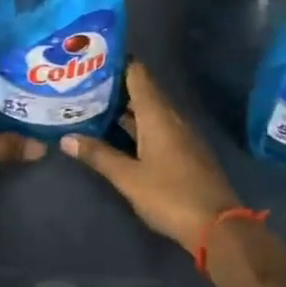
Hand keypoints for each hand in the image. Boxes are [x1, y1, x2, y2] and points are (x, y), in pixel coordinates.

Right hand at [60, 60, 236, 255]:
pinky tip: (117, 135)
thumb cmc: (170, 196)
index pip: (137, 74)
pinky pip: (157, 127)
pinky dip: (136, 125)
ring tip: (92, 106)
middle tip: (82, 85)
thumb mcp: (128, 177)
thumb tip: (66, 137)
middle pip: (142, 91)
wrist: (218, 227)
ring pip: (149, 111)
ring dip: (124, 109)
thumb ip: (99, 155)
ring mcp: (181, 135)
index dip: (116, 63)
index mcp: (158, 114)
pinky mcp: (185, 152)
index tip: (91, 59)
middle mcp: (171, 117)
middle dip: (114, 87)